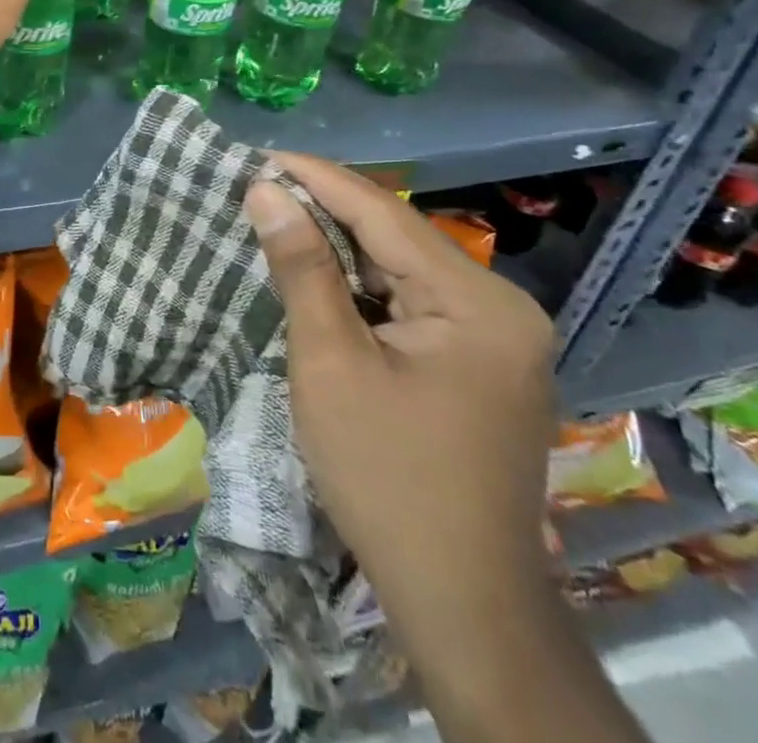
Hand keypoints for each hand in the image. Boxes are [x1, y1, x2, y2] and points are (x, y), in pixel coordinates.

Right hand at [244, 154, 556, 662]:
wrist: (461, 603)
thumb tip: (265, 190)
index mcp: (477, 301)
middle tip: (258, 189)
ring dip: (339, 251)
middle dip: (325, 213)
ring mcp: (495, 338)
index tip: (259, 155)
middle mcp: (499, 307)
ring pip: (400, 270)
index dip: (317, 178)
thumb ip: (301, 267)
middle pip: (396, 239)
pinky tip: (317, 279)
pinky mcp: (479, 364)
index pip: (383, 214)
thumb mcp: (330, 362)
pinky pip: (411, 304)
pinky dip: (360, 290)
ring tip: (275, 222)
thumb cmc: (386, 476)